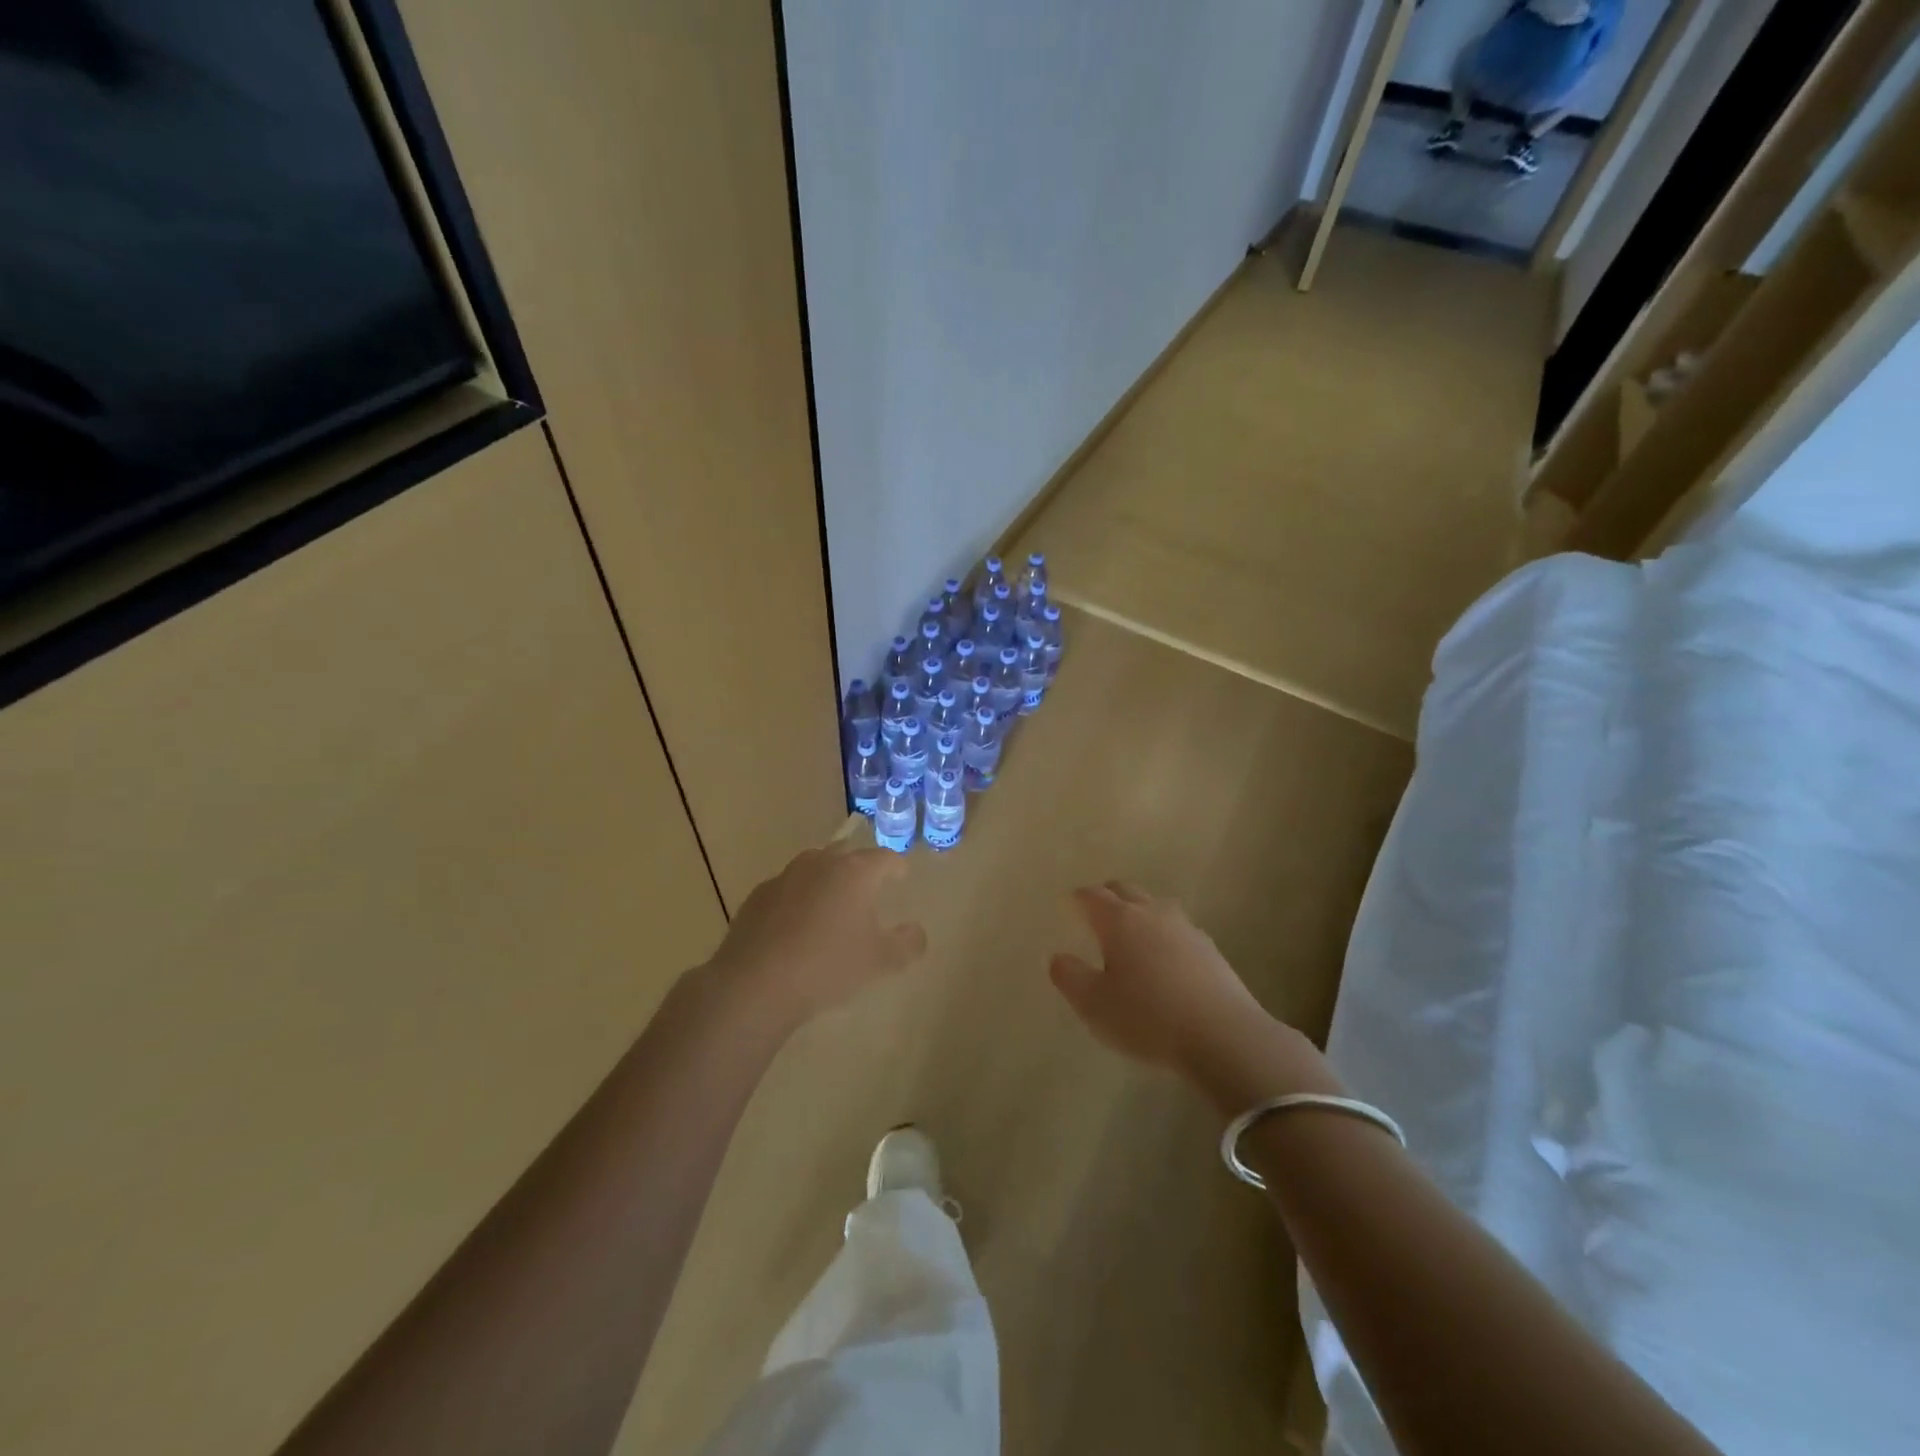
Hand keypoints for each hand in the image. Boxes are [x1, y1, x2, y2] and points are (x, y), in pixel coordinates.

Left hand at [705, 846, 926, 1028]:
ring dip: (826, 880)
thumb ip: (907, 944)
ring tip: (831, 905)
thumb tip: (917, 931)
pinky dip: (797, 899)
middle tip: (868, 889)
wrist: (756, 983)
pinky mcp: (758, 895)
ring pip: (814, 867)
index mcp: (855, 872)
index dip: (897, 867)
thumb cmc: (828, 966)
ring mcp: (785, 876)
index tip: (901, 877)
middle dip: (860, 867)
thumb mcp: (880, 962)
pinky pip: (787, 888)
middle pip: (847, 854)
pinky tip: (796, 926)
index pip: (885, 858)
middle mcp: (821, 863)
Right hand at [1050, 881, 1337, 1111]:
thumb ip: (1070, 977)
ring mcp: (1186, 929)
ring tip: (1131, 935)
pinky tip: (1165, 960)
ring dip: (1139, 912)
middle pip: (1125, 890)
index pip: (1092, 896)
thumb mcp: (1094, 1005)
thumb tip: (1059, 957)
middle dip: (1107, 896)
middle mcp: (1152, 914)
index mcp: (1119, 921)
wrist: (1223, 1036)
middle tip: (1096, 912)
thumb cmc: (1147, 1018)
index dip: (1078, 898)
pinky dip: (1164, 936)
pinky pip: (1178, 930)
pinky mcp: (1210, 950)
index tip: (1069, 904)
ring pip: (1155, 907)